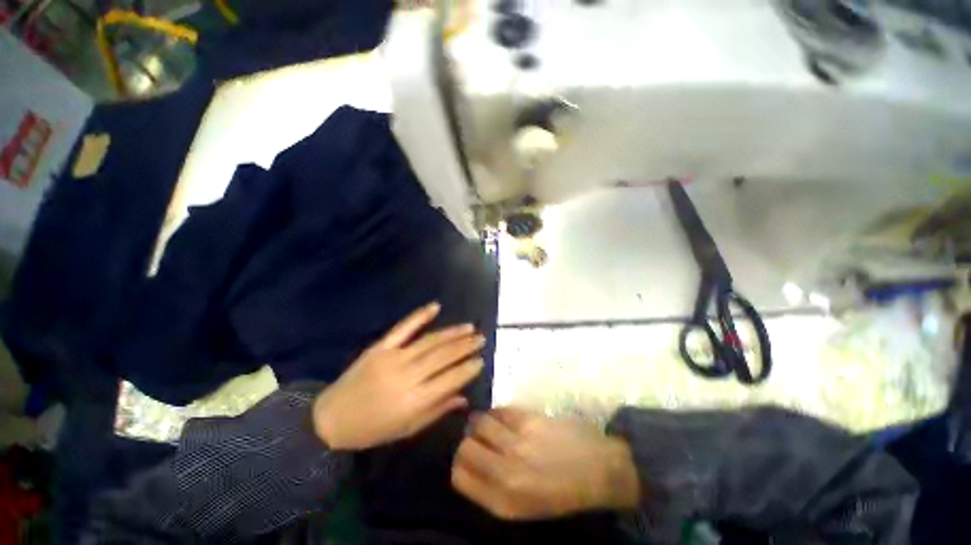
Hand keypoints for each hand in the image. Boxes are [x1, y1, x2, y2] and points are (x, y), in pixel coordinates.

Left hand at [313, 302, 484, 450]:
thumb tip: (465, 397)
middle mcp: (406, 376)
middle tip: (481, 338)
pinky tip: (435, 306)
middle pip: (443, 356)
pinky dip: (420, 316)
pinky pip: (403, 328)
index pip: (450, 379)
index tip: (481, 359)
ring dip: (452, 332)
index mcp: (414, 400)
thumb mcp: (408, 428)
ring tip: (469, 327)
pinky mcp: (380, 347)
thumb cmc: (373, 430)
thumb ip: (438, 410)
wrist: (330, 419)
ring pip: (429, 341)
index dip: (468, 368)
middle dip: (465, 346)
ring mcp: (392, 358)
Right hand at [451, 408, 639, 520]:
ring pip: (479, 423)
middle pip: (464, 448)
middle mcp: (506, 474)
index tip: (467, 456)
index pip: (459, 477)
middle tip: (478, 439)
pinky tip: (504, 417)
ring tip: (490, 424)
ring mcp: (517, 443)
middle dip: (468, 441)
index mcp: (503, 503)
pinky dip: (496, 412)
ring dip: (481, 422)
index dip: (459, 463)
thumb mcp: (524, 506)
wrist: (599, 469)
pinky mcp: (529, 420)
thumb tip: (471, 462)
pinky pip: (499, 411)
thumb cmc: (562, 492)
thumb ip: (493, 489)